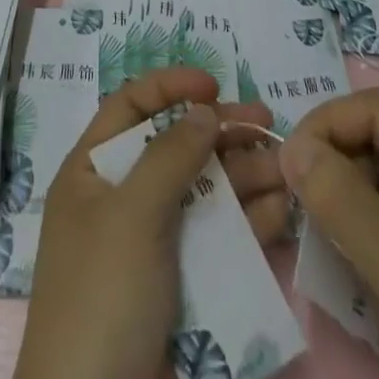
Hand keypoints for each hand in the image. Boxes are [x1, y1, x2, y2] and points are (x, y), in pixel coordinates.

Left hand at [15, 67, 287, 378]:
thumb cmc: (102, 295)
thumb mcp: (131, 214)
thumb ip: (170, 156)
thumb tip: (203, 109)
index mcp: (92, 172)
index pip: (130, 108)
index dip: (169, 87)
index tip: (214, 83)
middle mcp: (122, 200)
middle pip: (176, 148)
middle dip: (221, 132)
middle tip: (269, 122)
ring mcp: (154, 245)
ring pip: (204, 193)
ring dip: (245, 175)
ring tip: (286, 166)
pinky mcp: (183, 287)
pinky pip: (218, 241)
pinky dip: (250, 223)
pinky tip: (282, 211)